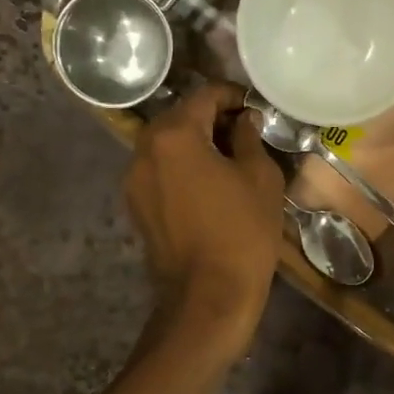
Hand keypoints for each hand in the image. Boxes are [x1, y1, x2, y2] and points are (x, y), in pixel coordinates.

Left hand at [125, 81, 284, 357]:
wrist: (208, 298)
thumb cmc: (241, 232)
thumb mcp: (260, 178)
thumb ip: (249, 138)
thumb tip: (243, 120)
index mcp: (174, 136)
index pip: (204, 96)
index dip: (233, 95)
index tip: (254, 107)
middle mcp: (144, 150)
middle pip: (179, 117)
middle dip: (211, 118)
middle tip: (244, 131)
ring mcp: (134, 180)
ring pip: (166, 145)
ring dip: (195, 142)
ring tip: (228, 158)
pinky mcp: (135, 206)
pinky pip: (159, 171)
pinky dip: (181, 166)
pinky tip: (208, 184)